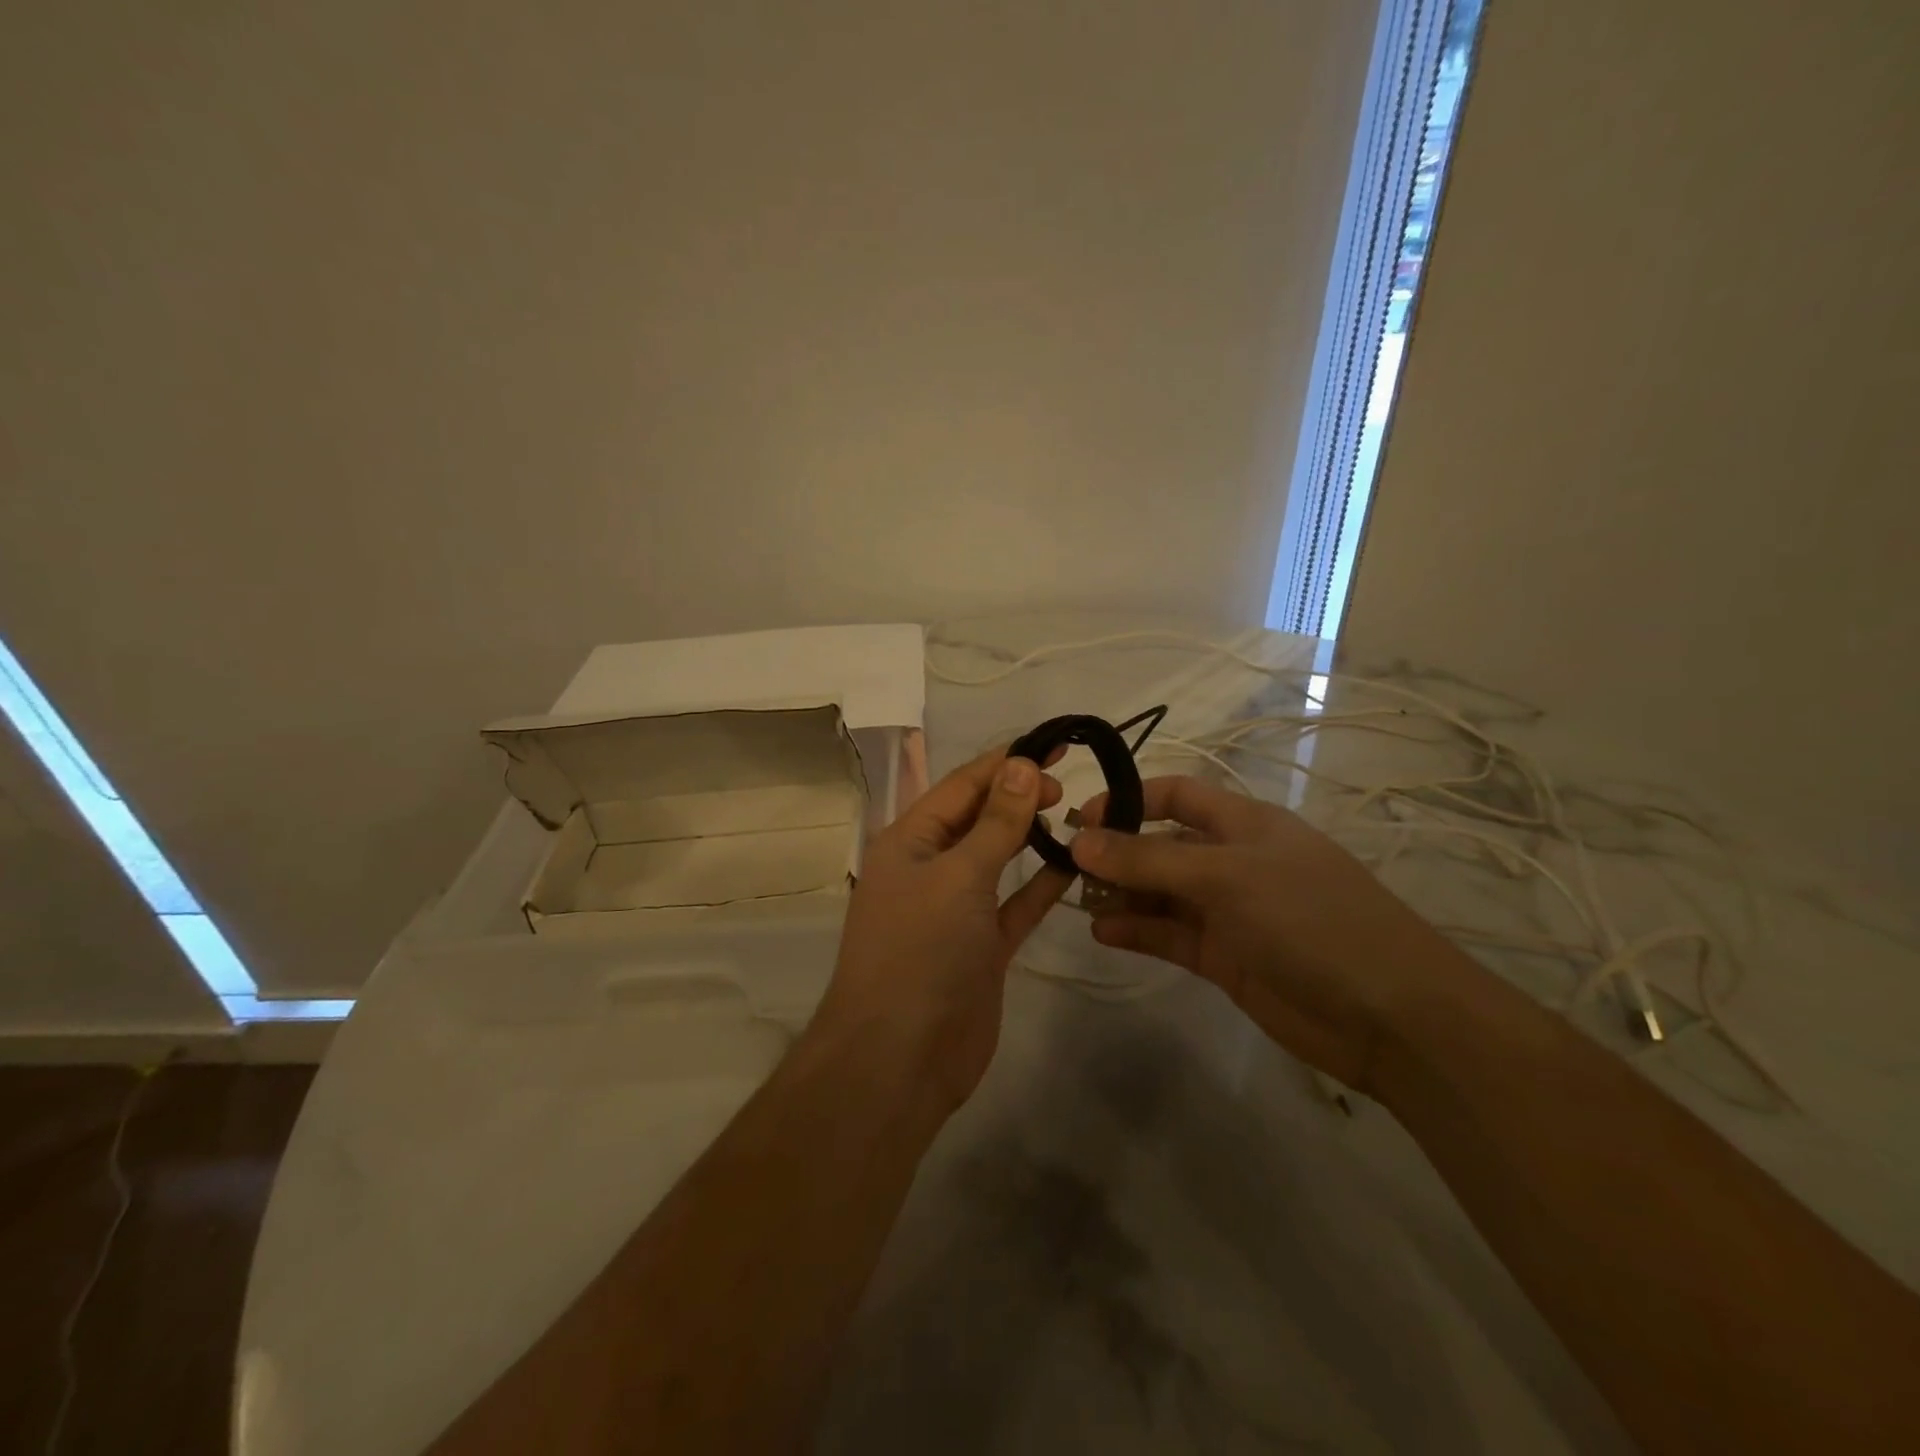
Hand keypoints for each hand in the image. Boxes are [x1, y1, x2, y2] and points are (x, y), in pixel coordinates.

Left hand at [816, 746, 1073, 1112]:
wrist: (900, 1058)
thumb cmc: (920, 951)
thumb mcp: (959, 877)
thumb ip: (996, 823)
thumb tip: (1021, 763)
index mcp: (909, 841)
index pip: (961, 786)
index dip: (1005, 762)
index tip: (1052, 744)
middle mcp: (929, 868)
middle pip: (979, 818)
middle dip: (1018, 795)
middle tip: (1067, 783)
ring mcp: (956, 910)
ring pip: (998, 859)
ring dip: (1029, 836)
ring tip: (1074, 812)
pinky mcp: (981, 946)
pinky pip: (1015, 904)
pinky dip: (1041, 885)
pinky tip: (1074, 865)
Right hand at [1073, 775, 1480, 1092]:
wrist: (1390, 1015)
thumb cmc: (1309, 918)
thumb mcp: (1224, 878)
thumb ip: (1147, 862)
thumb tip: (1080, 841)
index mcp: (1244, 824)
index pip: (1177, 794)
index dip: (1129, 799)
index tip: (1081, 818)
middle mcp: (1233, 861)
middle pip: (1162, 846)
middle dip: (1117, 853)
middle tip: (1066, 869)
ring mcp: (1229, 912)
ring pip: (1161, 894)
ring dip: (1122, 895)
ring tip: (1076, 903)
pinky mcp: (1226, 958)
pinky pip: (1170, 935)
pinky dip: (1138, 932)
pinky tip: (1103, 934)